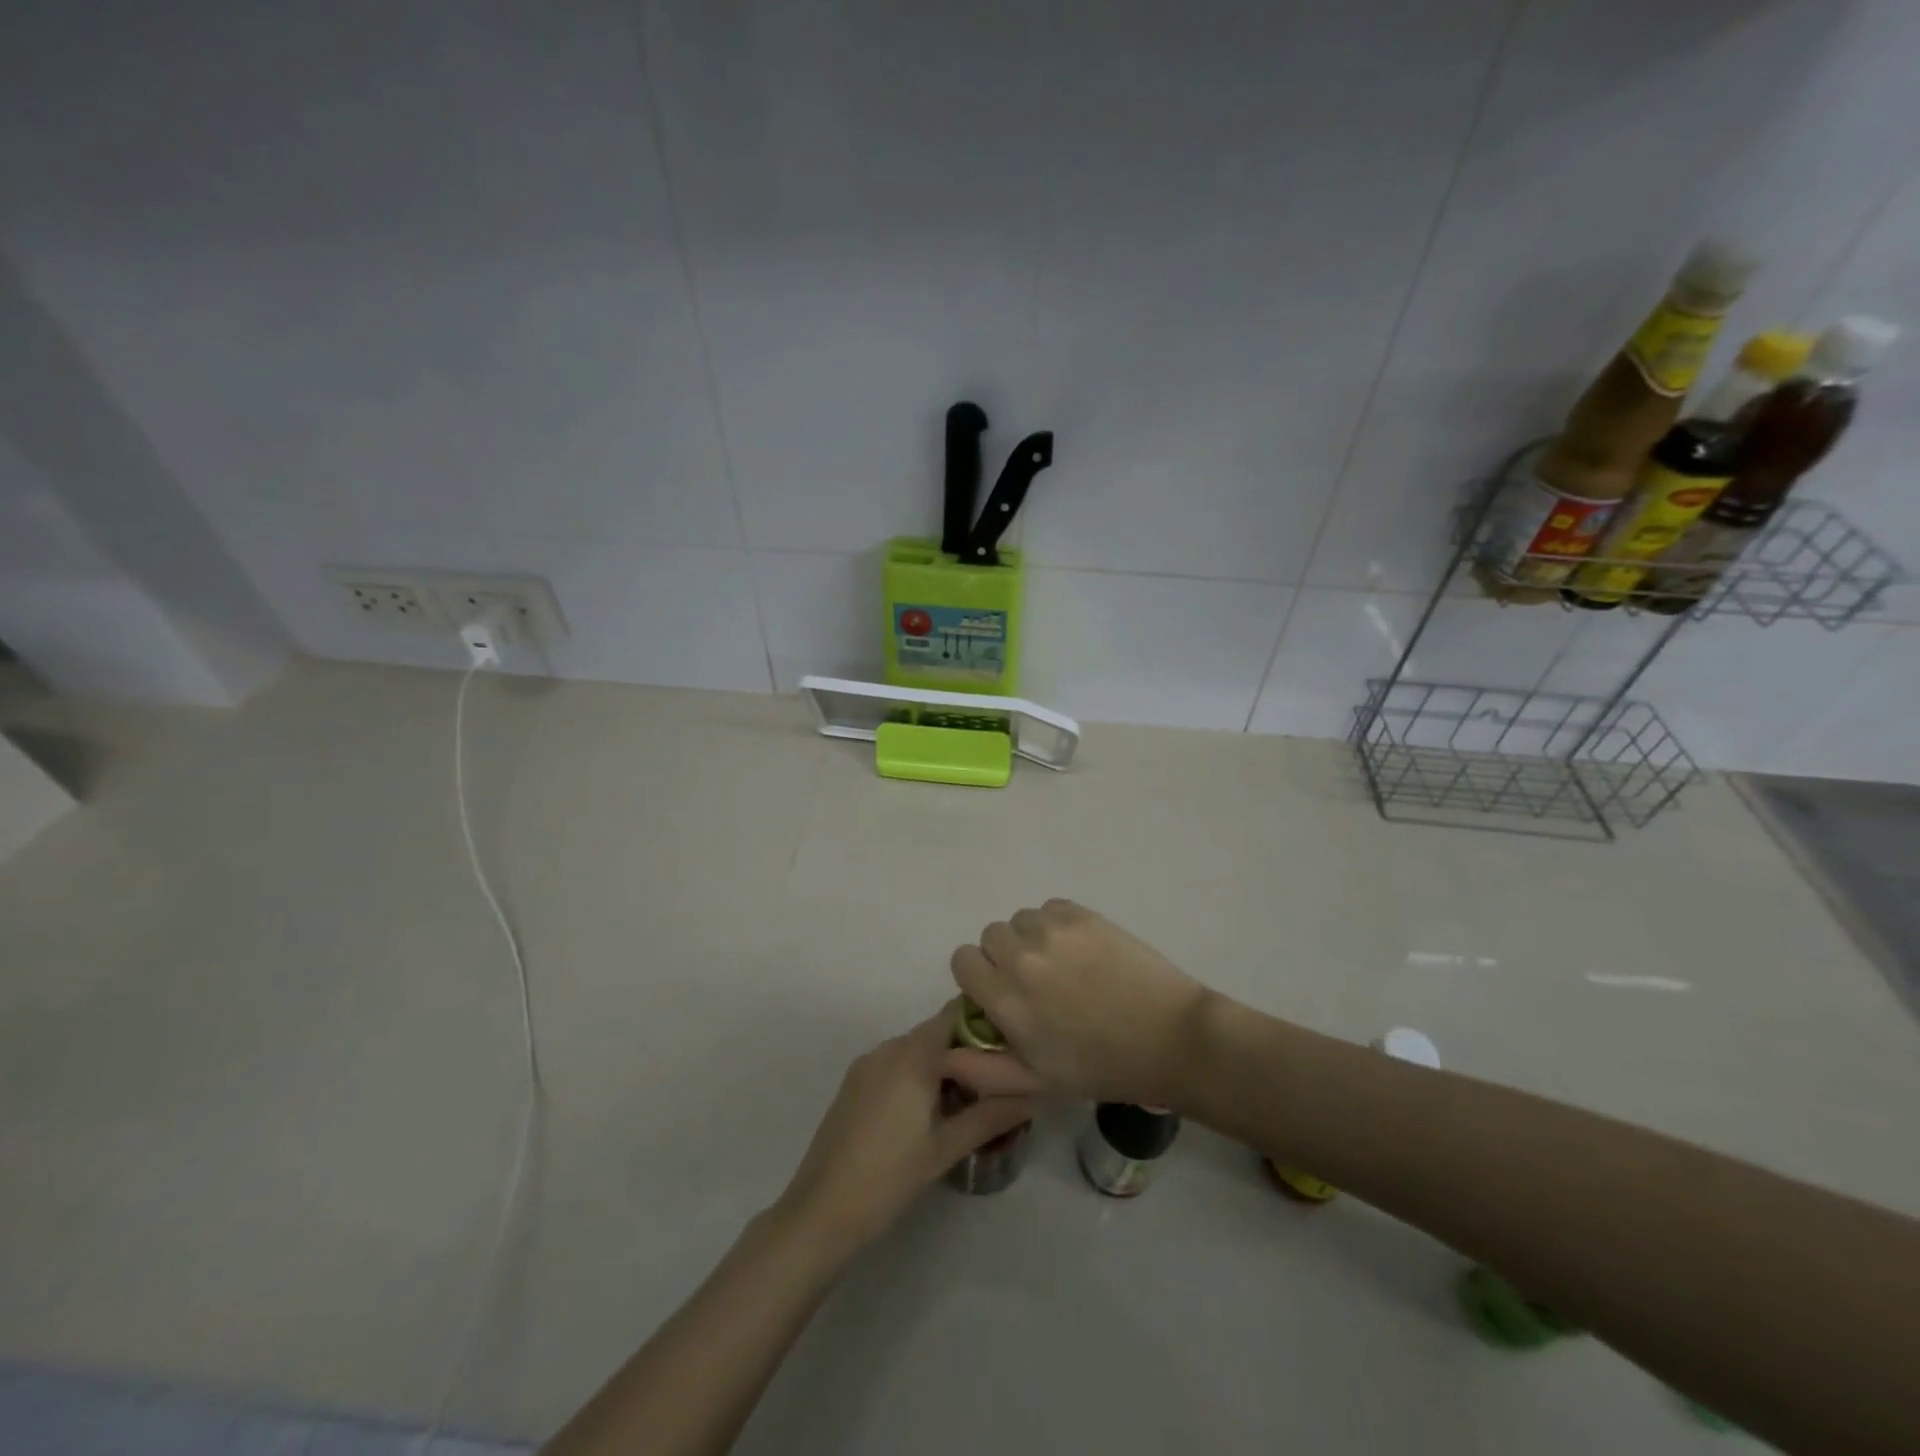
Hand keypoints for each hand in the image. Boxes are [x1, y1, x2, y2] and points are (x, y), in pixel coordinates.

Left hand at [774, 1004, 1035, 1256]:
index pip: (956, 1013)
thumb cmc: (889, 1177)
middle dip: (969, 1048)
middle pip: (938, 1031)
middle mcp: (889, 1047)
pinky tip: (932, 1109)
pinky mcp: (855, 1082)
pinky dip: (918, 1073)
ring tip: (972, 1097)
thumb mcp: (946, 1148)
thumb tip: (1035, 1095)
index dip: (986, 1021)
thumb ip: (991, 1115)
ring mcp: (867, 1063)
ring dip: (944, 1063)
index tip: (1013, 1042)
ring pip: (917, 1048)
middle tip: (1000, 1077)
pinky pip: (896, 1063)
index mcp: (913, 1055)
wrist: (820, 1210)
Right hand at [949, 899, 1210, 1105]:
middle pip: (990, 936)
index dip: (978, 977)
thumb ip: (985, 1069)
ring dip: (1031, 938)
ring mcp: (1053, 931)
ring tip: (1062, 965)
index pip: (962, 960)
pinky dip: (1056, 924)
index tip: (1001, 993)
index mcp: (1007, 1000)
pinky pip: (1050, 908)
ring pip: (1021, 919)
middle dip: (1004, 956)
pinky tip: (1080, 949)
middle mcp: (1021, 958)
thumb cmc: (1103, 1067)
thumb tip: (945, 1053)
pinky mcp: (1083, 915)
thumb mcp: (1039, 1082)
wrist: (1170, 1037)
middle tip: (1036, 981)